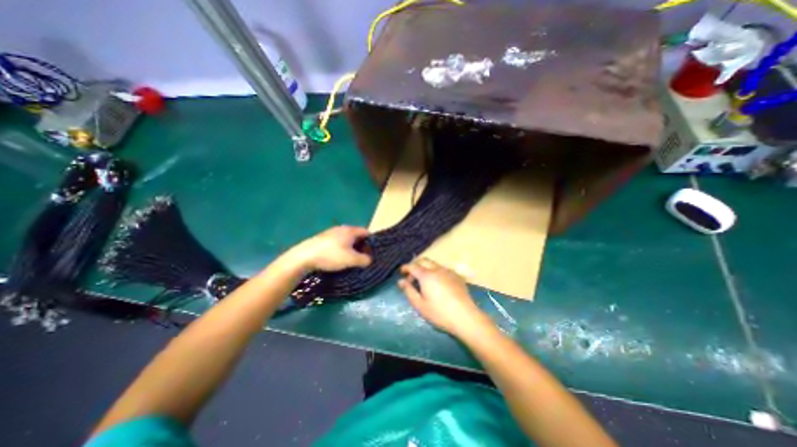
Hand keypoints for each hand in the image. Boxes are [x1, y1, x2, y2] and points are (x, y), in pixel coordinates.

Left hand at [288, 227, 372, 271]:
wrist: (304, 256)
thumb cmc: (331, 256)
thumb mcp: (351, 260)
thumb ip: (364, 259)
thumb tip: (369, 259)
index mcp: (350, 230)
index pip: (366, 232)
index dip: (371, 241)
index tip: (371, 252)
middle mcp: (341, 228)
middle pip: (356, 235)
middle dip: (361, 245)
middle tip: (362, 257)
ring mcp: (331, 232)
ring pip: (346, 239)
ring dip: (351, 247)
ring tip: (350, 259)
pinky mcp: (323, 238)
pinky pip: (337, 242)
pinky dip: (341, 248)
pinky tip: (337, 257)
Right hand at [398, 259, 492, 337]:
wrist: (465, 317)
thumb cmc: (439, 313)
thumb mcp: (420, 305)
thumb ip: (409, 291)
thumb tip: (401, 281)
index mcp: (426, 275)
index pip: (413, 266)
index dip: (405, 267)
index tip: (401, 272)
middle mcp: (437, 269)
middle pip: (423, 261)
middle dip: (416, 265)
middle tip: (412, 277)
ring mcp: (448, 271)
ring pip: (434, 264)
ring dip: (426, 269)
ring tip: (424, 282)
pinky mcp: (456, 276)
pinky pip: (442, 269)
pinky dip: (436, 272)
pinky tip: (437, 284)